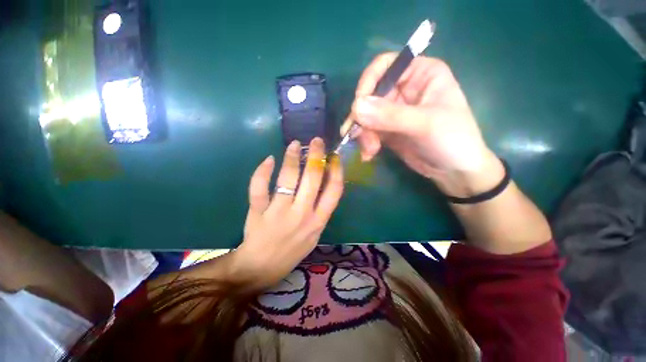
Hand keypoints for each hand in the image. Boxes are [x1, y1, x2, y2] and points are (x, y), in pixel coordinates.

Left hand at [231, 138, 343, 288]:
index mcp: (318, 221)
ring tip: (294, 144)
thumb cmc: (292, 250)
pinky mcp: (258, 213)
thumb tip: (324, 182)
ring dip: (292, 157)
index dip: (337, 170)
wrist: (262, 268)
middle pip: (313, 178)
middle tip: (316, 140)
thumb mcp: (315, 233)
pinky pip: (260, 188)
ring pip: (288, 178)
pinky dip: (263, 171)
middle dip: (316, 155)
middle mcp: (302, 215)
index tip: (334, 156)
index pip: (334, 190)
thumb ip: (320, 210)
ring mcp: (279, 213)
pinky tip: (269, 160)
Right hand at [345, 53, 502, 195]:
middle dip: (363, 118)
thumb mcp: (425, 124)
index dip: (367, 82)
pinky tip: (368, 155)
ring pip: (367, 116)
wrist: (454, 170)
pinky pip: (369, 131)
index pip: (384, 65)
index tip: (358, 107)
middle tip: (360, 136)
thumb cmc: (452, 139)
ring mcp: (394, 111)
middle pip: (370, 95)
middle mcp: (404, 89)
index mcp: (420, 73)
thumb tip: (356, 107)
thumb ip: (390, 115)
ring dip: (364, 134)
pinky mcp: (388, 130)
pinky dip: (366, 142)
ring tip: (370, 150)